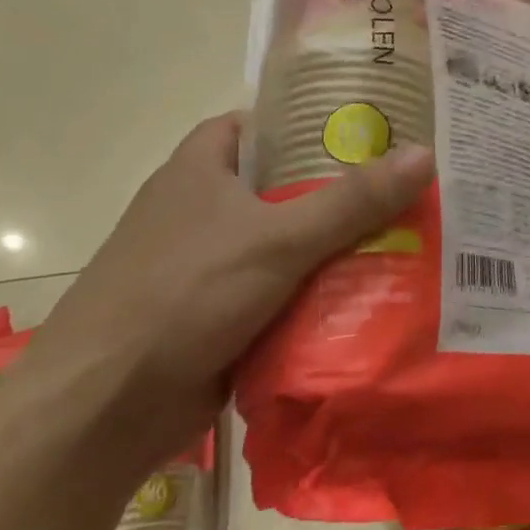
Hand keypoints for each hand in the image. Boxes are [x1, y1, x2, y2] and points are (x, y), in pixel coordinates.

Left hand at [23, 114, 433, 470]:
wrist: (103, 409)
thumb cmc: (183, 296)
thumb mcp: (278, 239)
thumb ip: (353, 200)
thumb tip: (426, 155)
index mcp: (199, 170)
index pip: (261, 124)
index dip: (312, 120)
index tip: (372, 128)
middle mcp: (202, 210)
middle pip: (286, 186)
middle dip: (344, 190)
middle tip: (408, 187)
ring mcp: (209, 265)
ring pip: (289, 243)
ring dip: (338, 246)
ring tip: (409, 236)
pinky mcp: (219, 314)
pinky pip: (284, 290)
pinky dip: (320, 293)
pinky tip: (374, 295)